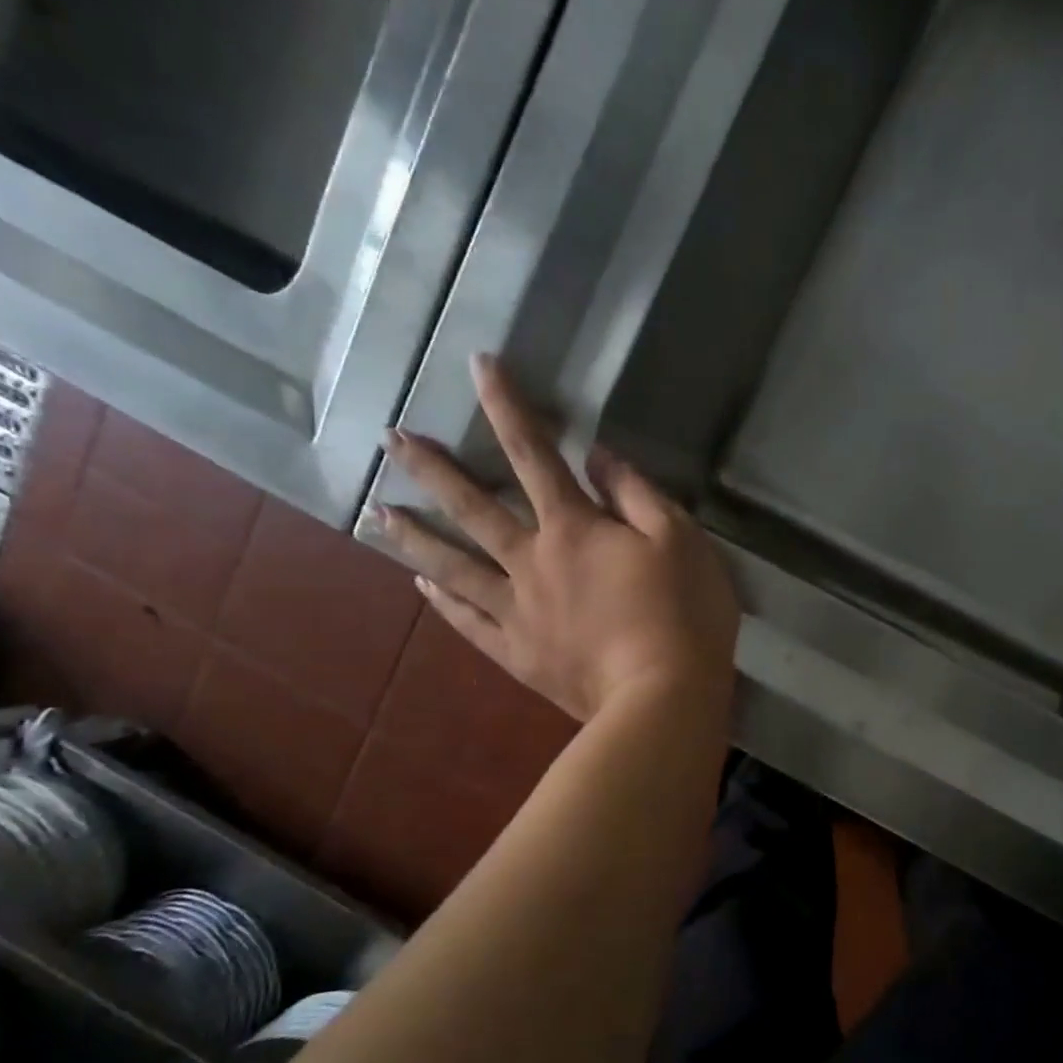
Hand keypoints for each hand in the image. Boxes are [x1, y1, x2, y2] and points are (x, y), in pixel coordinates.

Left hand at [377, 354, 739, 722]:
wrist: (663, 698)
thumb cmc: (683, 613)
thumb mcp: (679, 539)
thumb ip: (635, 493)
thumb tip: (596, 456)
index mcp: (573, 528)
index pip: (534, 453)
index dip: (507, 405)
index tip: (476, 365)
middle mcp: (532, 562)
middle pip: (473, 508)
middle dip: (432, 469)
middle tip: (390, 440)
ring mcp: (518, 612)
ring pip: (455, 567)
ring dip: (416, 537)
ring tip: (379, 513)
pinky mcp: (519, 655)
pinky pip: (470, 623)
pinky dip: (443, 603)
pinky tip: (420, 587)